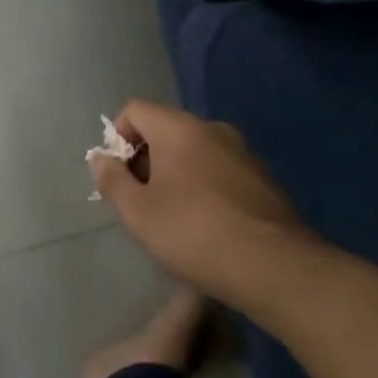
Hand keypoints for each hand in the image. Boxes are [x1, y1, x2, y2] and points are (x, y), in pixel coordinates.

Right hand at [89, 101, 311, 300]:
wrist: (276, 267)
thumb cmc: (195, 233)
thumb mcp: (138, 212)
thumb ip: (112, 180)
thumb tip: (100, 158)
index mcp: (179, 128)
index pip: (135, 110)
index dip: (117, 138)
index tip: (117, 176)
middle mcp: (213, 129)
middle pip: (165, 129)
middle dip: (145, 159)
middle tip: (141, 202)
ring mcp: (243, 152)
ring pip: (194, 151)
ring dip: (175, 174)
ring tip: (174, 218)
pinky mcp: (264, 179)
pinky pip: (220, 170)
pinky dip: (204, 187)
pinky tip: (207, 226)